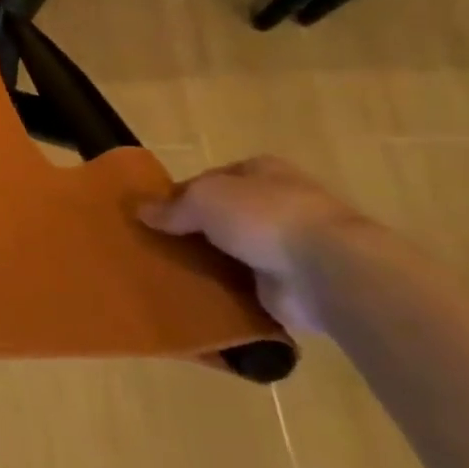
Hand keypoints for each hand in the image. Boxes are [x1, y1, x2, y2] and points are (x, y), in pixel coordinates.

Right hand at [137, 155, 371, 334]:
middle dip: (193, 230)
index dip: (180, 194)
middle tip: (155, 245)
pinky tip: (195, 296)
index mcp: (262, 172)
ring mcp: (287, 246)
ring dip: (208, 261)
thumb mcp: (203, 199)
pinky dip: (224, 291)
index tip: (154, 215)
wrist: (326, 270)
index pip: (211, 179)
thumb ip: (172, 207)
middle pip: (222, 215)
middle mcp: (277, 204)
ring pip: (232, 250)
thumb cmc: (263, 216)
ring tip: (167, 272)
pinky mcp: (290, 284)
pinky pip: (245, 285)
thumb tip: (142, 212)